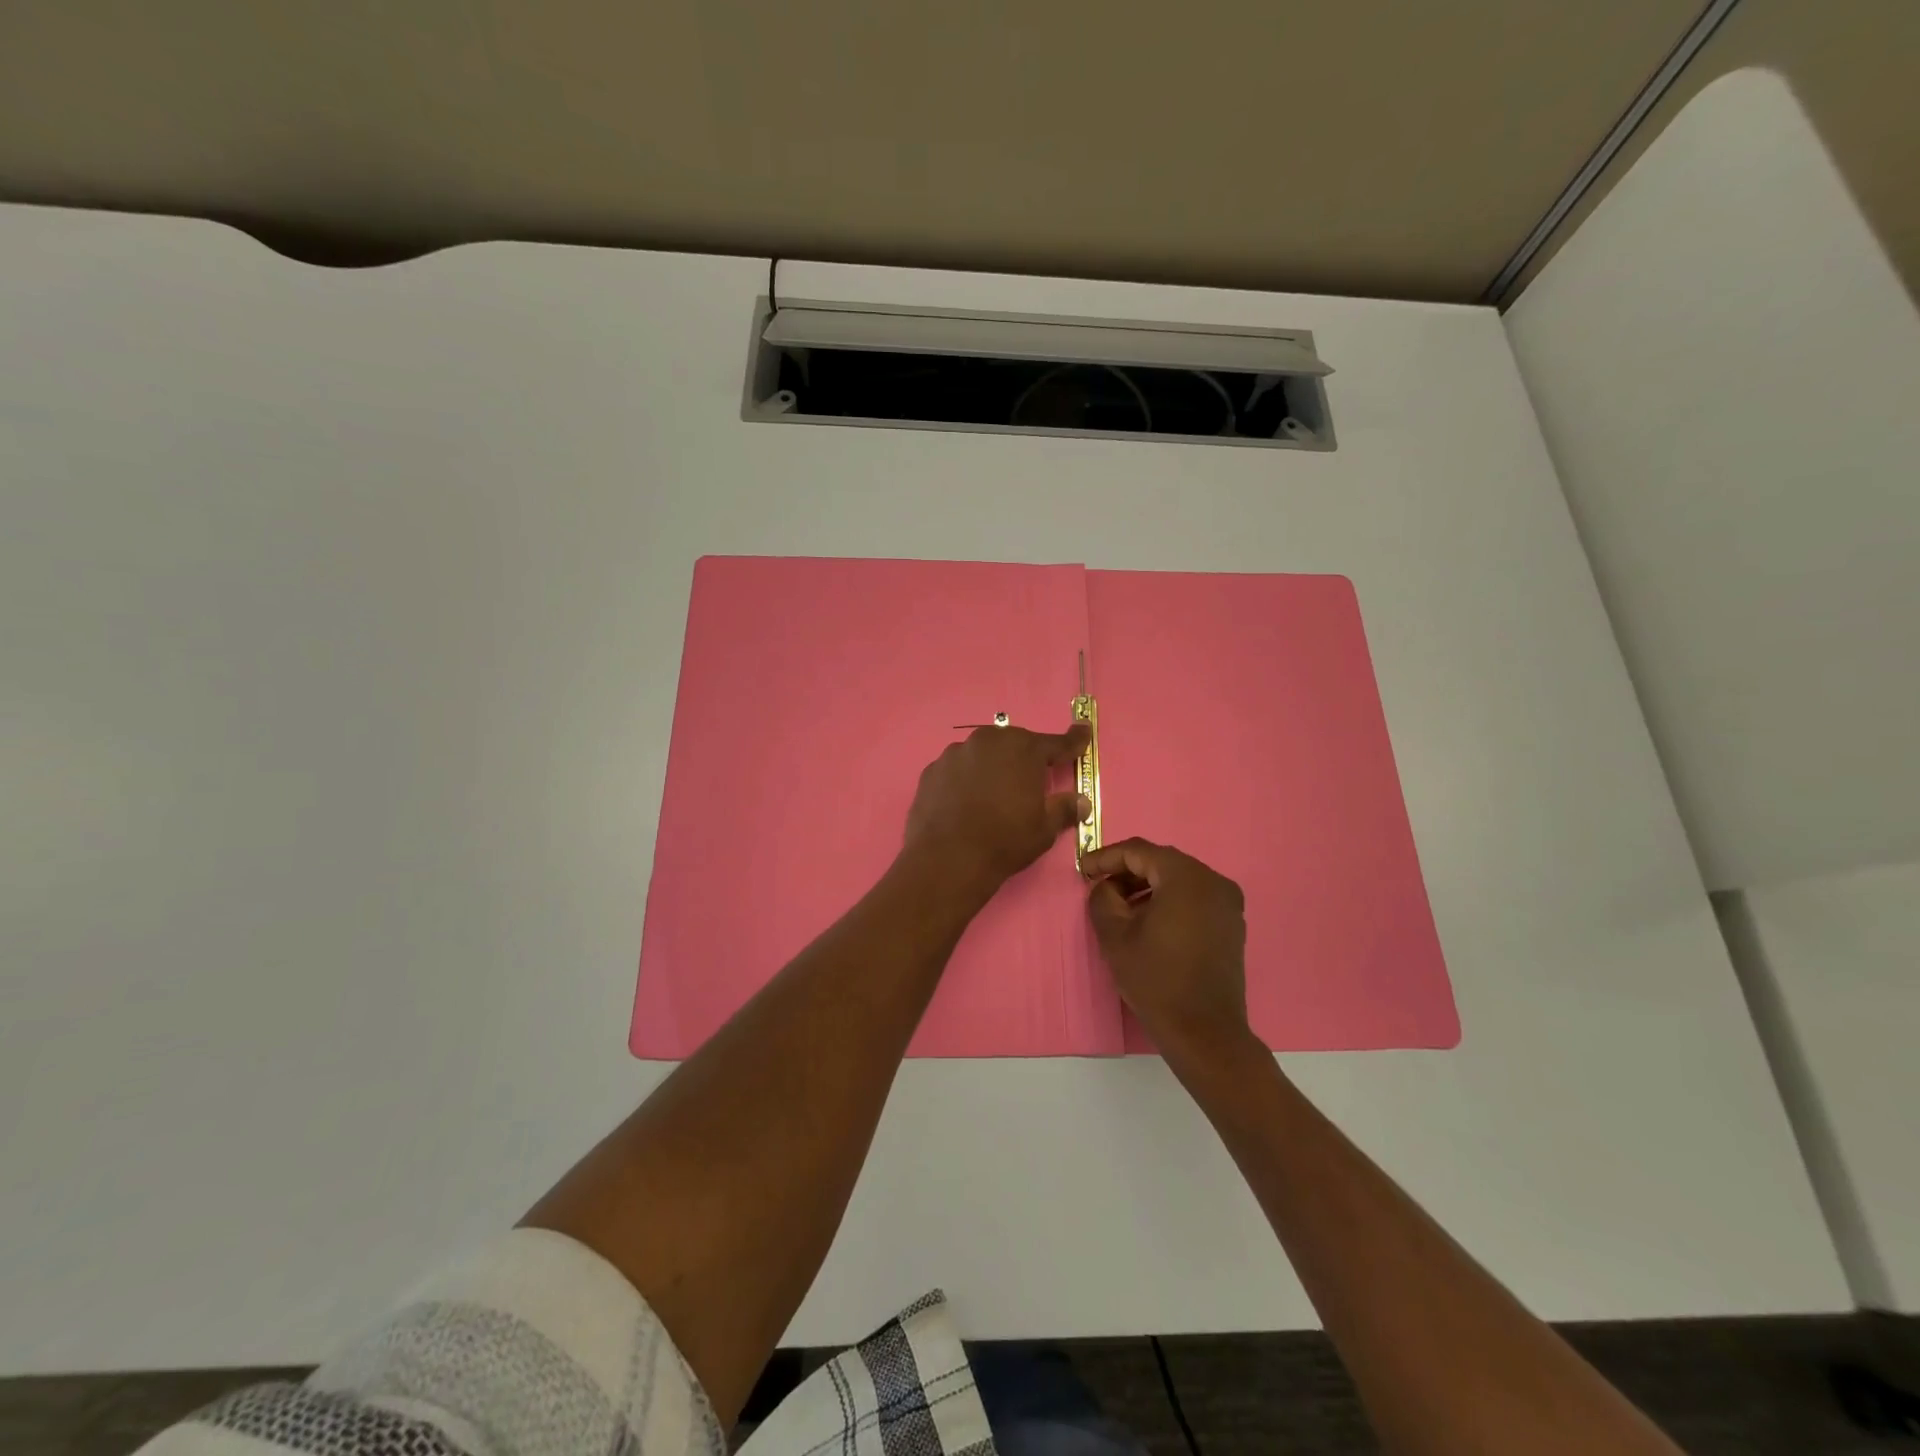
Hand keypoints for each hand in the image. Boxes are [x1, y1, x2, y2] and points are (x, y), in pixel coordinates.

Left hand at [905, 722, 1090, 895]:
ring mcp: (956, 753)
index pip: (1056, 743)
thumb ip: (1064, 809)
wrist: (947, 858)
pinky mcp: (932, 770)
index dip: (1073, 741)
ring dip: (992, 767)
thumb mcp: (1044, 829)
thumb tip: (1082, 801)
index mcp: (1024, 750)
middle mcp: (989, 741)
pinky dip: (965, 779)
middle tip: (1030, 782)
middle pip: (1015, 744)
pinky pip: (957, 769)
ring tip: (993, 796)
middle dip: (1025, 758)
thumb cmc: (1005, 840)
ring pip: (983, 754)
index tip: (1083, 732)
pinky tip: (965, 802)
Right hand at [1084, 838, 1250, 1058]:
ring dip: (1147, 886)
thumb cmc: (1156, 980)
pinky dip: (1168, 899)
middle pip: (1161, 862)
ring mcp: (1227, 902)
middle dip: (1127, 871)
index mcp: (1186, 877)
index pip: (1139, 851)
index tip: (1083, 870)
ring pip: (1178, 879)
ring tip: (1119, 906)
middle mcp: (1213, 881)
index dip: (1106, 857)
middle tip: (1099, 886)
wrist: (1205, 1032)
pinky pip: (1194, 897)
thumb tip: (1106, 886)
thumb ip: (1102, 898)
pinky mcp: (1231, 923)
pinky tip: (1147, 920)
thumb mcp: (1115, 936)